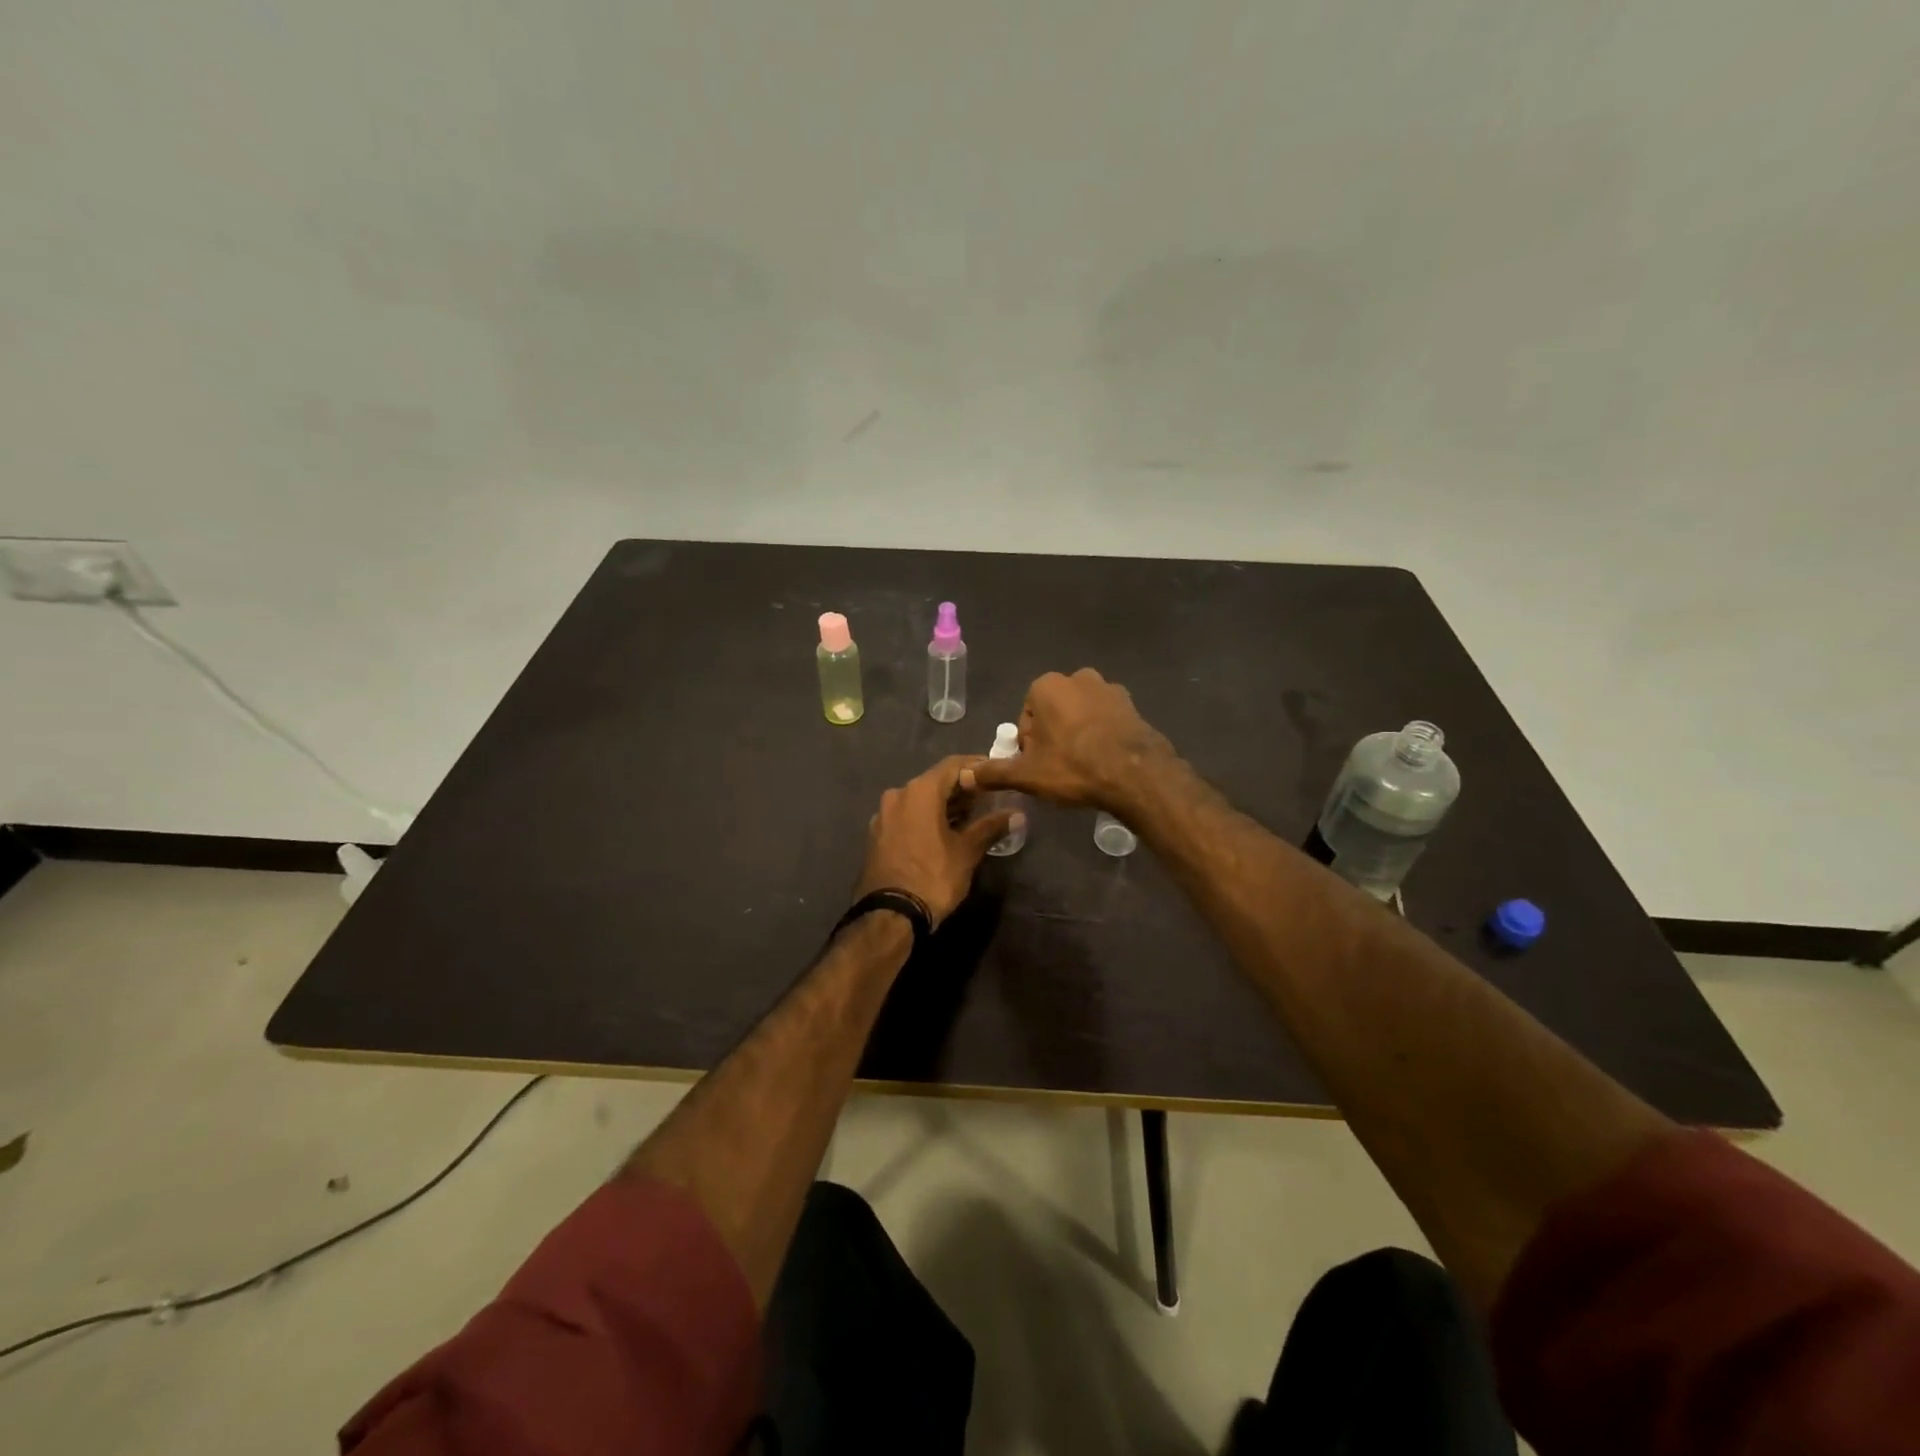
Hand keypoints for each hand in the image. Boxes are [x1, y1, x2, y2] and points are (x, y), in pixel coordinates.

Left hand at [855, 755, 1015, 926]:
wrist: (889, 915)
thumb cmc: (933, 877)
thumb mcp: (967, 852)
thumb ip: (990, 827)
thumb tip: (1016, 814)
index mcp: (920, 791)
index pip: (953, 765)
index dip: (976, 767)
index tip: (995, 775)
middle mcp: (898, 795)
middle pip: (935, 781)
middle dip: (961, 789)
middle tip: (987, 799)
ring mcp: (883, 815)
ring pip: (919, 800)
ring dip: (943, 805)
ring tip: (969, 818)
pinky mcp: (877, 835)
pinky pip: (906, 816)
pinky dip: (926, 818)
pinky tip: (942, 833)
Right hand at [961, 668, 1174, 810]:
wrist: (1135, 774)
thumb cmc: (1073, 767)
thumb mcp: (1027, 774)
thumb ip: (994, 772)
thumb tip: (965, 776)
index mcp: (1046, 686)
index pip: (1026, 717)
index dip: (1029, 745)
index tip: (1039, 766)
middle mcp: (1078, 677)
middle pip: (1053, 712)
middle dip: (1053, 737)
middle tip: (1059, 769)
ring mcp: (1109, 689)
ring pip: (1081, 715)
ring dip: (1078, 735)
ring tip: (1084, 767)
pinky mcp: (1133, 705)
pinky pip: (1106, 721)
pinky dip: (1102, 736)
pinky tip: (1105, 762)